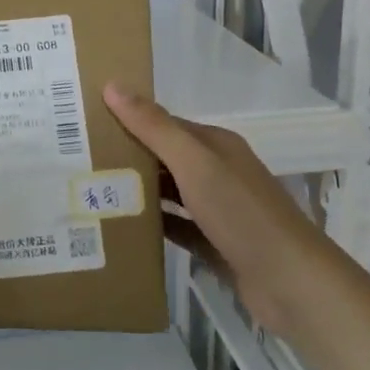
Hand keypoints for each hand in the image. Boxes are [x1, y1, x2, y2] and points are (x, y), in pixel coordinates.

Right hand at [103, 82, 326, 344]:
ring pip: (170, 193)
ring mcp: (219, 210)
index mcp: (216, 146)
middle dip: (128, 157)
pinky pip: (177, 227)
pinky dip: (154, 226)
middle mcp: (219, 172)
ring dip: (139, 192)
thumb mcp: (195, 164)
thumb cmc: (241, 214)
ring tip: (92, 192)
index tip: (87, 123)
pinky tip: (123, 228)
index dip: (129, 120)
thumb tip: (112, 86)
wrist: (291, 284)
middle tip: (78, 160)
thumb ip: (154, 127)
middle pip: (166, 157)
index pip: (164, 124)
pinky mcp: (217, 244)